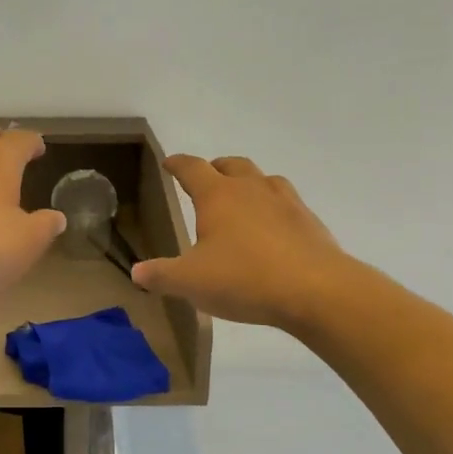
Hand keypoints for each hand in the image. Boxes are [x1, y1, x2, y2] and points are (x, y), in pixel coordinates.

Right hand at [132, 155, 346, 328]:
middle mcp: (250, 188)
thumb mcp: (191, 282)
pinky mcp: (308, 221)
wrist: (316, 290)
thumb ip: (161, 275)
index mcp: (217, 195)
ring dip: (248, 183)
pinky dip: (274, 206)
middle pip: (231, 165)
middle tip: (206, 179)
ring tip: (242, 200)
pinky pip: (286, 202)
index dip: (178, 164)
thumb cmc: (245, 279)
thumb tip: (136, 273)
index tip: (169, 163)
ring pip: (263, 179)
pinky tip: (274, 227)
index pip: (192, 168)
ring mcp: (284, 201)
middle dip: (215, 168)